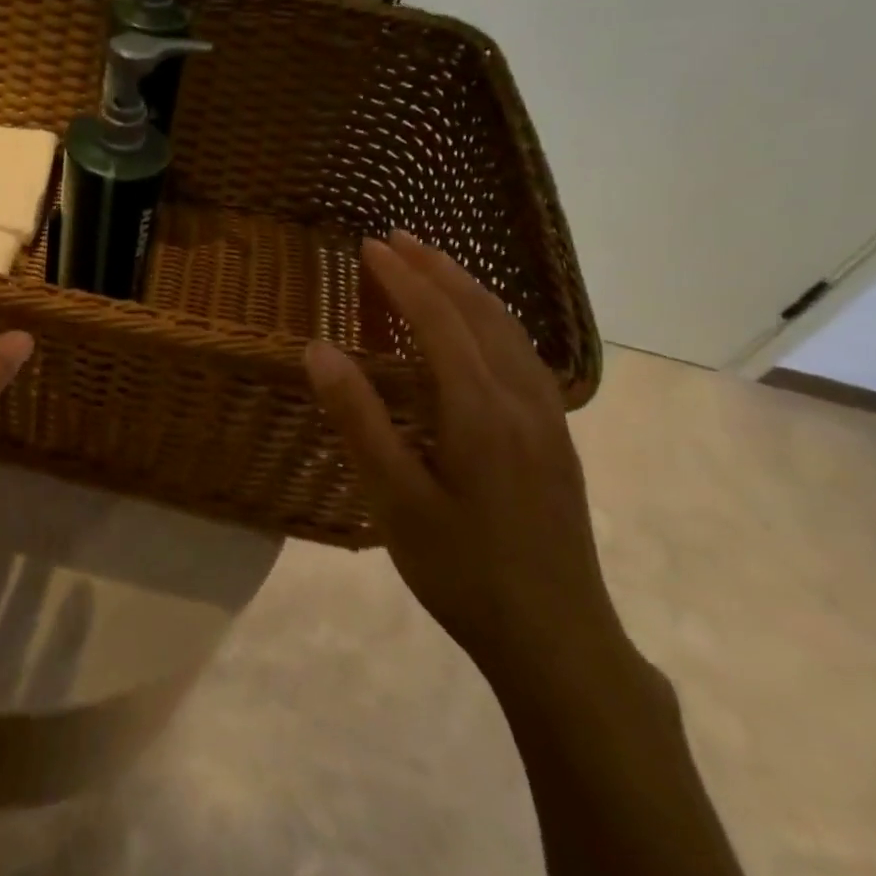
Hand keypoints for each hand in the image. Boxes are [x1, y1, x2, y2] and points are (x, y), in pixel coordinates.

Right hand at [304, 232, 636, 699]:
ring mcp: (547, 419)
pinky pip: (523, 355)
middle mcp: (521, 400)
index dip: (402, 279)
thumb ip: (357, 418)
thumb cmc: (461, 569)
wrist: (557, 639)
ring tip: (435, 265)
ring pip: (510, 331)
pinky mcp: (556, 438)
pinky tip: (482, 330)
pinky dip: (494, 321)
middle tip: (399, 237)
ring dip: (469, 289)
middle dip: (438, 269)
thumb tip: (318, 348)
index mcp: (479, 411)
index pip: (438, 321)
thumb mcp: (393, 499)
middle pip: (480, 314)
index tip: (369, 246)